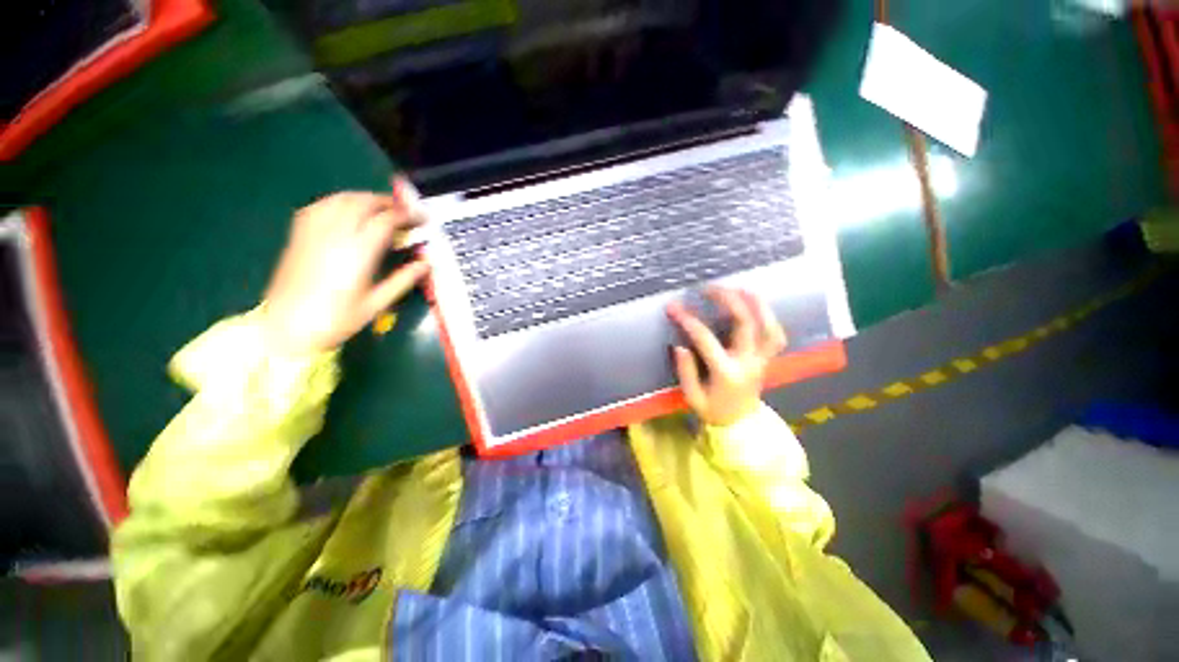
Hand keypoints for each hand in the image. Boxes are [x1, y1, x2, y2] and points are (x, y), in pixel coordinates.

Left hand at [261, 178, 429, 354]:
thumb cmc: (337, 320)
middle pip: (362, 202)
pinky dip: (338, 202)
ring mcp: (313, 233)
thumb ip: (403, 280)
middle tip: (403, 212)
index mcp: (357, 253)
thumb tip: (426, 264)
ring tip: (379, 209)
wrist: (286, 329)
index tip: (421, 219)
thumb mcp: (377, 304)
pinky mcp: (298, 236)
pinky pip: (319, 206)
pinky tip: (346, 211)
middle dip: (386, 202)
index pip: (385, 220)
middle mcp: (334, 236)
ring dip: (363, 198)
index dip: (406, 215)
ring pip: (339, 199)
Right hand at [667, 288, 787, 425]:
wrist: (741, 425)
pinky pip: (775, 334)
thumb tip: (679, 346)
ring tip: (739, 286)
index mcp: (726, 373)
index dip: (688, 320)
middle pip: (744, 323)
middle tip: (708, 287)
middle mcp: (748, 362)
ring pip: (768, 326)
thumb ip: (685, 372)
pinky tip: (755, 304)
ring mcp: (762, 359)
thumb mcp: (693, 398)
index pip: (705, 340)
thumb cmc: (714, 412)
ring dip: (756, 303)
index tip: (673, 307)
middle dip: (727, 300)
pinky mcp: (767, 358)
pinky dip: (768, 316)